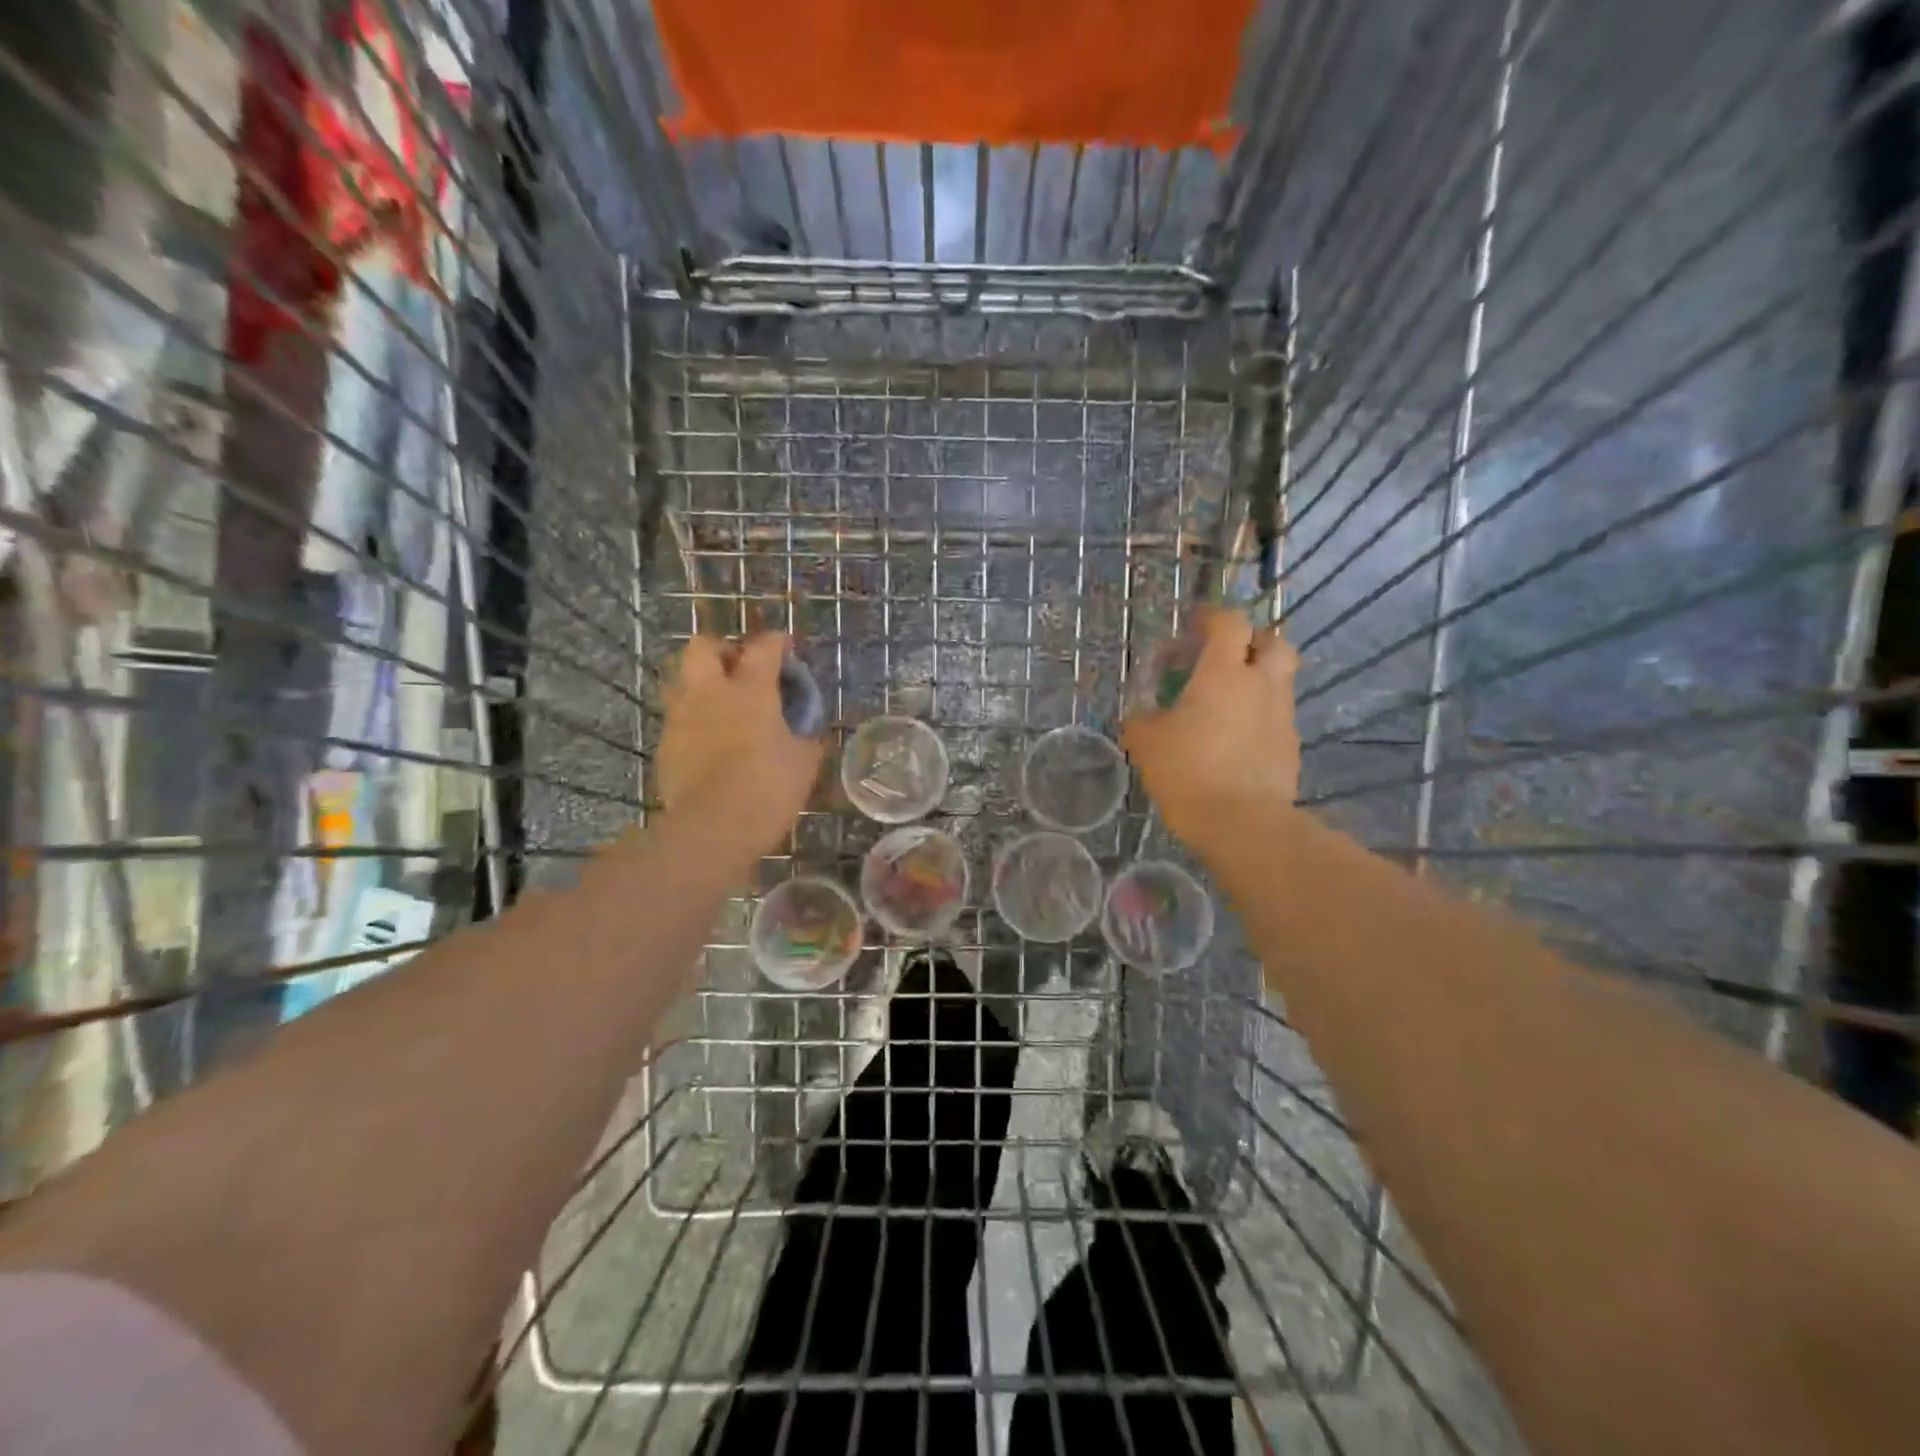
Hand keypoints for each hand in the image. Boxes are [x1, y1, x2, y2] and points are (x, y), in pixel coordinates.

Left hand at [657, 633, 823, 858]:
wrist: (712, 828)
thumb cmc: (767, 788)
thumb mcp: (804, 763)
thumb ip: (805, 738)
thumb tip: (806, 733)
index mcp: (750, 690)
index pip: (763, 648)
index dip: (777, 642)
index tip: (786, 647)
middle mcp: (710, 692)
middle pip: (703, 646)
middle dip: (723, 650)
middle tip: (741, 669)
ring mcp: (681, 717)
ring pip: (683, 679)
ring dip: (703, 684)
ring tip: (723, 705)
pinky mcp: (665, 745)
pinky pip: (678, 717)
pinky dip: (694, 719)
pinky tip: (711, 740)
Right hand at [1120, 608, 1299, 849]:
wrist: (1242, 823)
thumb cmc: (1188, 771)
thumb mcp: (1146, 742)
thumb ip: (1141, 719)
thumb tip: (1141, 714)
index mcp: (1224, 673)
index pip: (1228, 622)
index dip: (1210, 617)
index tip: (1191, 625)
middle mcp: (1261, 684)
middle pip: (1271, 642)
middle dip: (1248, 641)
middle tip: (1221, 657)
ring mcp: (1281, 716)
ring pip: (1277, 680)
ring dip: (1254, 680)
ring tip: (1223, 703)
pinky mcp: (1290, 747)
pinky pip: (1276, 716)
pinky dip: (1257, 715)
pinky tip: (1233, 739)